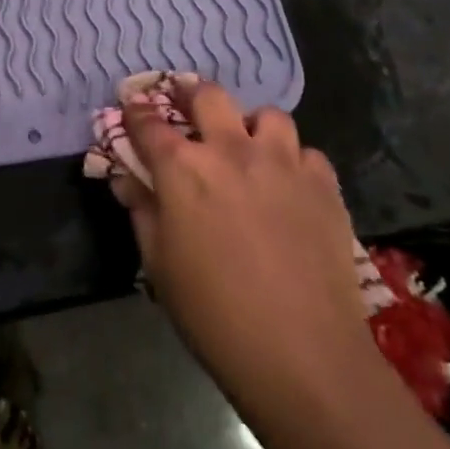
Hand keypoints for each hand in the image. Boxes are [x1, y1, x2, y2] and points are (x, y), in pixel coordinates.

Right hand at [112, 79, 381, 414]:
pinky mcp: (323, 185)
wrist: (302, 354)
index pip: (149, 122)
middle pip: (208, 96)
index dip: (136, 111)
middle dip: (191, 94)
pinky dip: (294, 161)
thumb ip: (141, 211)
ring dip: (251, 125)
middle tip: (188, 106)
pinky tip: (290, 187)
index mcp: (182, 168)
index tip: (132, 107)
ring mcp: (282, 163)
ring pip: (267, 115)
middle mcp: (230, 150)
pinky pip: (307, 153)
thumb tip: (126, 180)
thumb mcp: (159, 264)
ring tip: (249, 147)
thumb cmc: (213, 313)